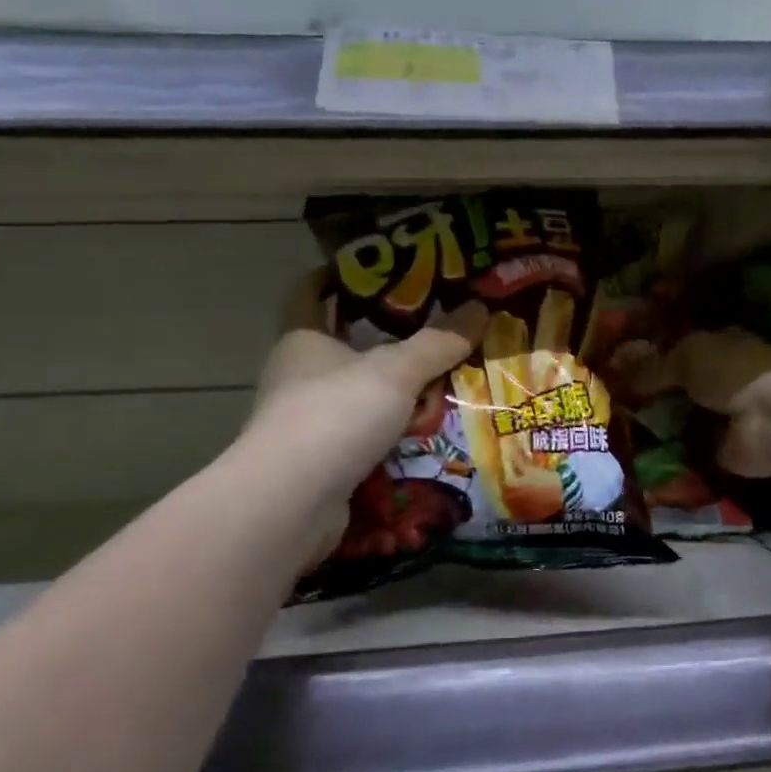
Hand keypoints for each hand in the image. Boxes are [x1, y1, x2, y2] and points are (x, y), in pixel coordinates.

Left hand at [249, 273, 485, 546]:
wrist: (291, 504)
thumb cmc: (334, 414)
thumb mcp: (395, 371)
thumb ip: (438, 342)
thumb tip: (479, 307)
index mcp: (303, 339)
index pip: (311, 292)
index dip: (337, 275)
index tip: (377, 267)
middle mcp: (298, 376)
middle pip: (344, 346)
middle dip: (387, 340)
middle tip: (437, 327)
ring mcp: (307, 423)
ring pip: (358, 395)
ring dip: (396, 392)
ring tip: (447, 380)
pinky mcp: (320, 463)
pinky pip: (365, 436)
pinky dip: (392, 434)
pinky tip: (430, 432)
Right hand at [621, 329, 770, 478]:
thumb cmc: (732, 372)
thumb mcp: (684, 358)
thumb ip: (651, 367)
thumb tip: (616, 376)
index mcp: (722, 343)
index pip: (683, 344)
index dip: (654, 353)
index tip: (621, 364)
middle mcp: (726, 376)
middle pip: (682, 381)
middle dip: (655, 389)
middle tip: (614, 398)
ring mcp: (728, 413)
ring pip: (685, 413)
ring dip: (662, 420)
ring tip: (621, 425)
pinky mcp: (727, 447)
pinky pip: (691, 446)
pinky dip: (672, 449)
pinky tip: (641, 449)